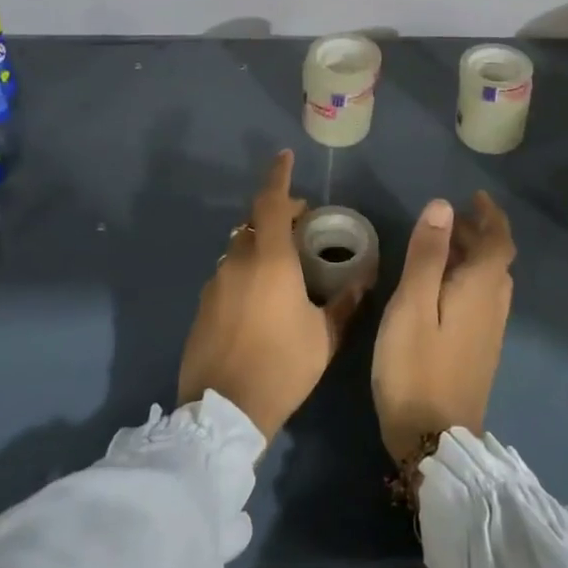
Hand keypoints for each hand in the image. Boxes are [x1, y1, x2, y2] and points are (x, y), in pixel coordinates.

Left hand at [179, 151, 365, 441]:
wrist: (223, 412)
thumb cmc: (282, 367)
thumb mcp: (324, 337)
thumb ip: (344, 303)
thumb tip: (364, 279)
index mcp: (270, 259)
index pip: (272, 202)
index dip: (279, 176)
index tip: (285, 156)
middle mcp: (238, 261)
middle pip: (255, 222)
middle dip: (278, 215)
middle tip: (302, 225)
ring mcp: (216, 283)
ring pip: (239, 248)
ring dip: (260, 244)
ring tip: (284, 264)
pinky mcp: (203, 305)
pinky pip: (228, 273)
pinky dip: (245, 269)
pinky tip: (260, 297)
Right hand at [372, 192, 514, 464]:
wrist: (434, 440)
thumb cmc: (416, 366)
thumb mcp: (412, 304)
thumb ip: (427, 254)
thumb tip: (443, 206)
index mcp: (481, 289)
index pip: (499, 241)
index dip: (490, 215)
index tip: (475, 197)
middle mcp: (494, 306)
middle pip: (497, 259)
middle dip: (478, 233)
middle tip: (448, 218)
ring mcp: (490, 332)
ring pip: (490, 281)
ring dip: (474, 257)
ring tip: (442, 247)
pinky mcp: (480, 352)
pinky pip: (482, 300)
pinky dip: (468, 280)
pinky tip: (443, 289)